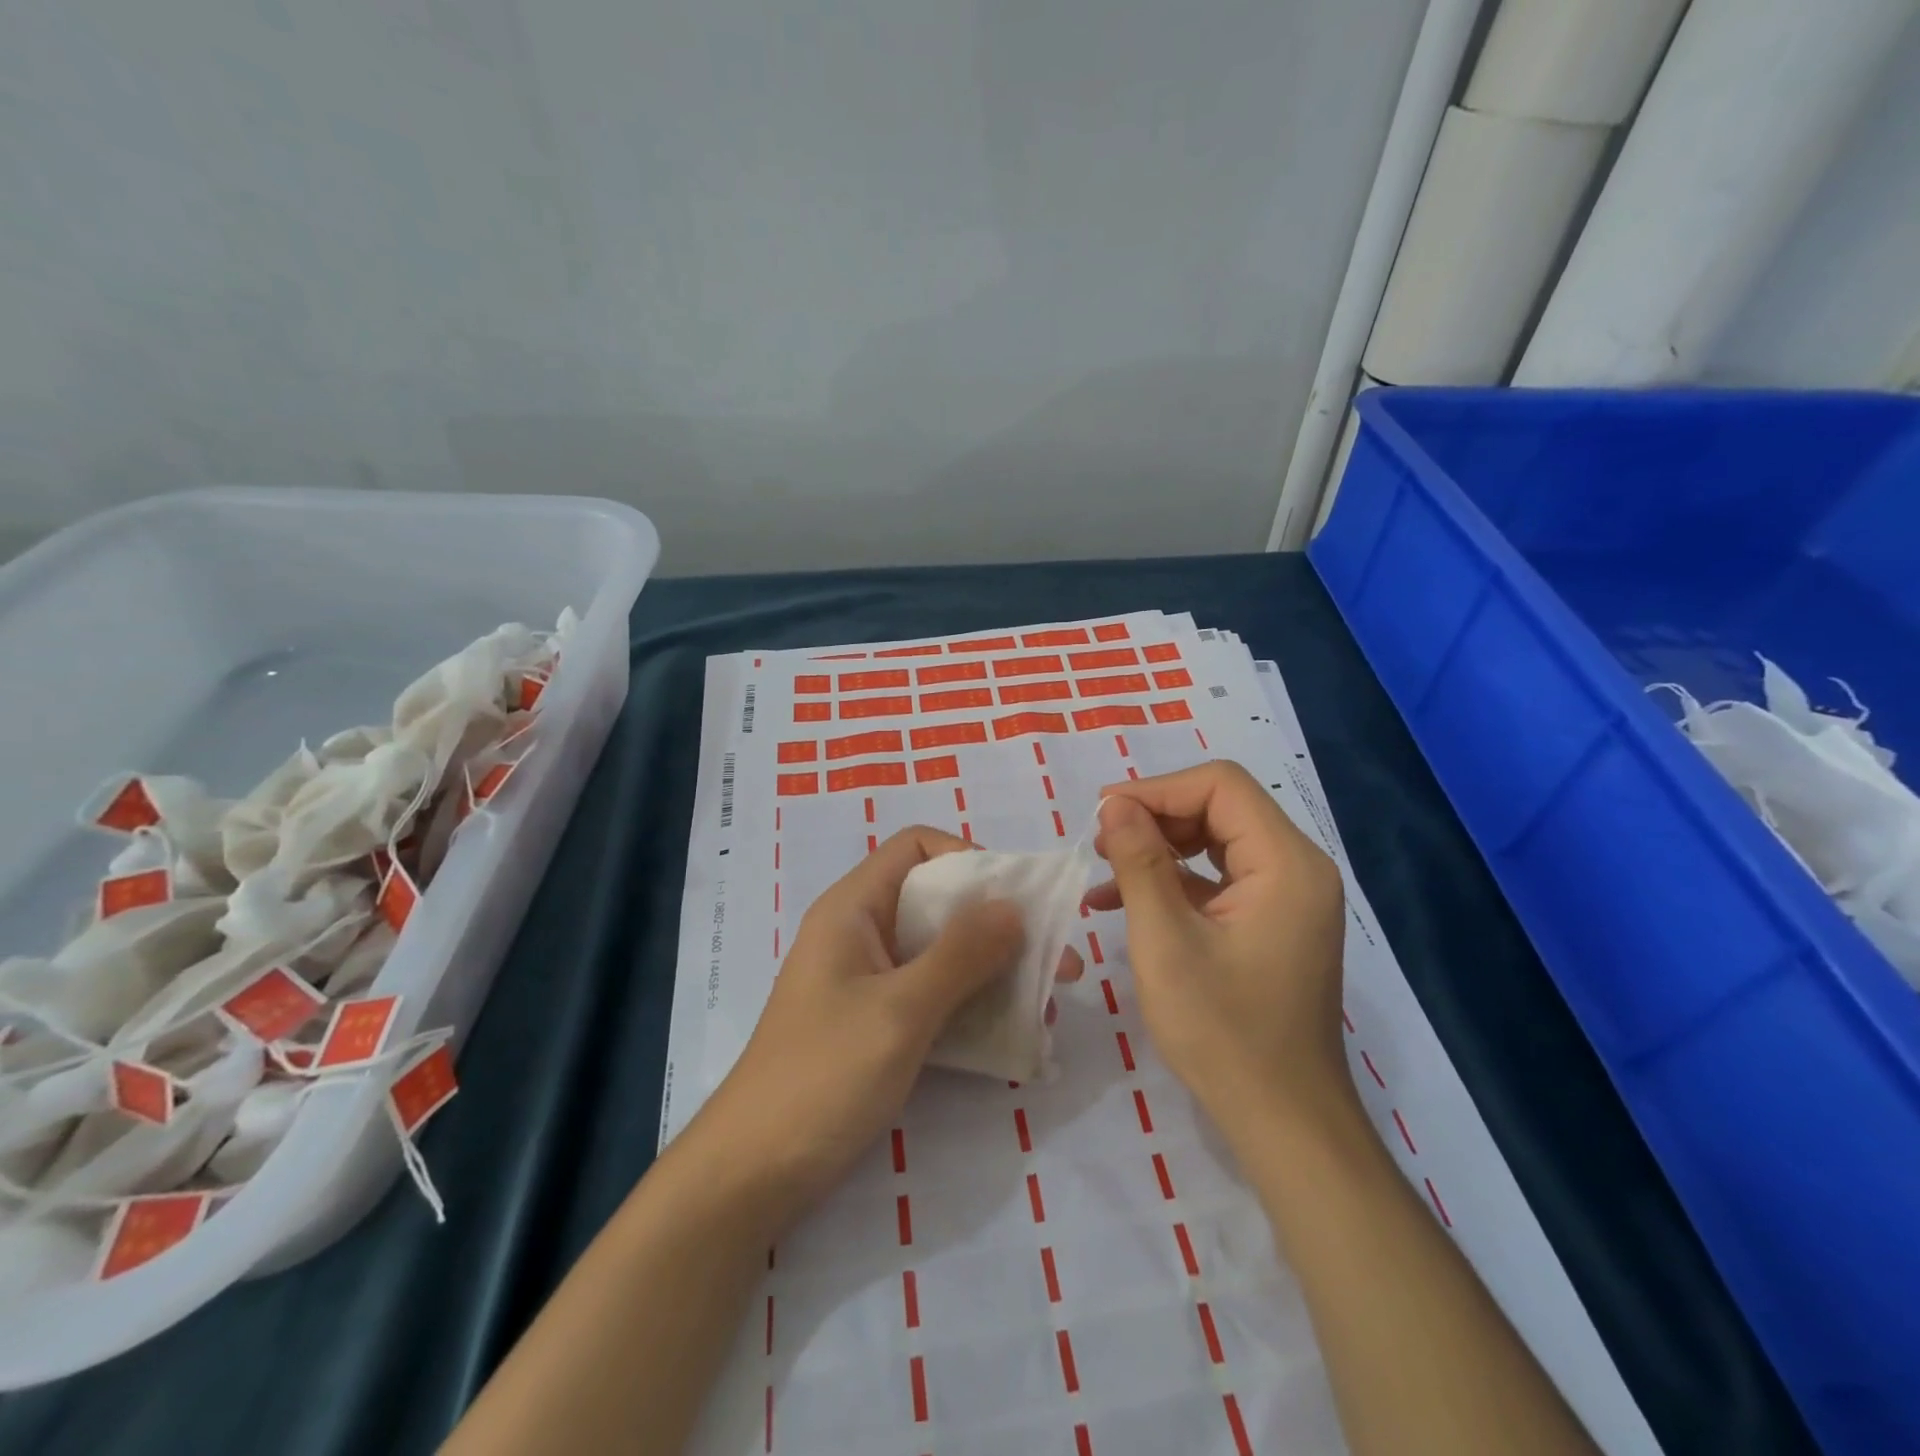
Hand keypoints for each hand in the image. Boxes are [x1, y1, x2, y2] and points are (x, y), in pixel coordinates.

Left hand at [695, 828, 1079, 1226]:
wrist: (753, 1175)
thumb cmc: (823, 1076)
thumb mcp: (900, 1011)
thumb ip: (961, 954)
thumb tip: (1014, 905)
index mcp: (854, 908)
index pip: (916, 848)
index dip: (969, 858)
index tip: (1018, 898)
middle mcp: (862, 933)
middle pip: (938, 901)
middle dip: (999, 924)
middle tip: (1059, 959)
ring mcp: (868, 981)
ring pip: (942, 953)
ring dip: (994, 970)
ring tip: (1049, 1003)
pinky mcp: (876, 1023)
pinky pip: (934, 995)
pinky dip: (973, 1005)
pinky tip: (1016, 1035)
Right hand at [1088, 761, 1350, 1144]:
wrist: (1283, 1120)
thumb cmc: (1223, 1031)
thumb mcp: (1166, 941)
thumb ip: (1140, 862)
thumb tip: (1114, 804)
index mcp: (1286, 863)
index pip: (1220, 786)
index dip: (1157, 789)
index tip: (1103, 814)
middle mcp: (1297, 868)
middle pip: (1220, 808)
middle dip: (1155, 817)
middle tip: (1100, 842)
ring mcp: (1287, 897)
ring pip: (1216, 841)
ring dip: (1159, 848)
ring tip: (1105, 869)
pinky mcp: (1272, 923)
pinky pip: (1220, 879)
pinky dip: (1175, 881)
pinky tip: (1124, 902)